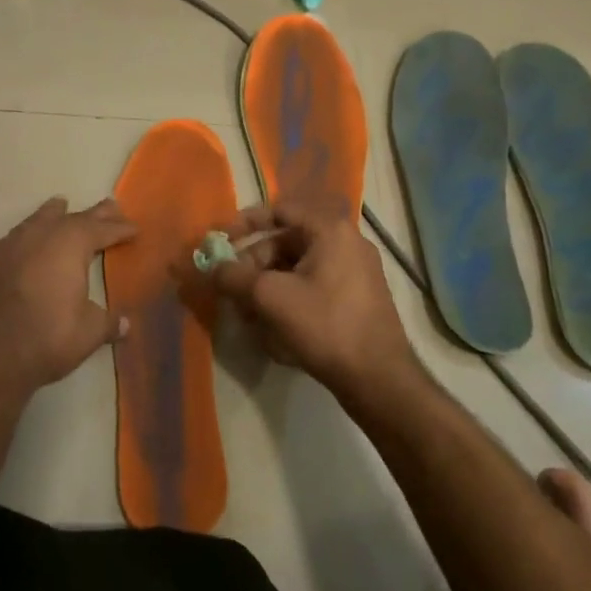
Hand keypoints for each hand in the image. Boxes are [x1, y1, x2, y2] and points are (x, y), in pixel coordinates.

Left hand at [0, 196, 135, 396]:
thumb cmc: (48, 339)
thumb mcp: (89, 333)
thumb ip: (108, 323)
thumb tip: (125, 324)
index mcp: (71, 245)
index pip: (102, 230)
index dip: (120, 229)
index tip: (134, 228)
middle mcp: (39, 235)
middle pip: (71, 218)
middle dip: (93, 215)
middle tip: (109, 207)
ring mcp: (5, 245)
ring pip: (32, 221)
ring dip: (48, 215)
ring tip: (58, 206)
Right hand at [211, 199, 417, 399]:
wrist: (379, 379)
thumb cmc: (325, 325)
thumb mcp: (271, 298)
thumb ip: (234, 277)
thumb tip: (211, 268)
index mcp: (330, 230)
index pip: (280, 211)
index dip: (246, 222)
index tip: (222, 241)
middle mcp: (347, 243)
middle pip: (286, 243)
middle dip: (254, 265)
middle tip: (232, 289)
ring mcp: (356, 273)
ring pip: (298, 269)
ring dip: (268, 287)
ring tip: (248, 315)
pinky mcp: (357, 300)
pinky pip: (314, 288)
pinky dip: (289, 300)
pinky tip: (272, 329)